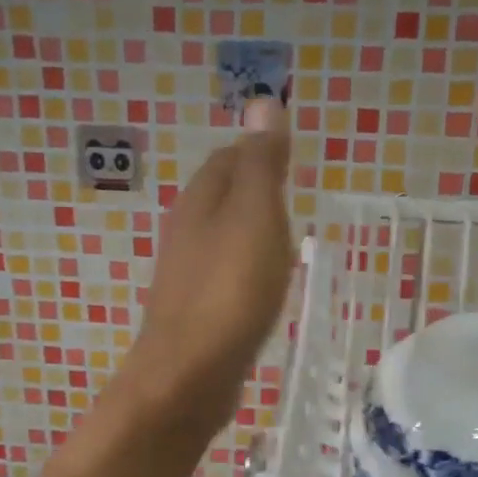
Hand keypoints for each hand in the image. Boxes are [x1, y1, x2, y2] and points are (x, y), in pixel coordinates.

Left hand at [117, 97, 293, 438]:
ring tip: (283, 234)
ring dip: (247, 230)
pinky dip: (244, 268)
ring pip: (220, 238)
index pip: (227, 160)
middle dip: (251, 189)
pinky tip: (261, 284)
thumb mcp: (255, 217)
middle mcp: (186, 234)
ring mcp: (187, 277)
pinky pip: (223, 276)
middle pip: (219, 198)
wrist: (189, 374)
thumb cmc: (228, 290)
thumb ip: (261, 165)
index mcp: (199, 203)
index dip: (255, 151)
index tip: (287, 154)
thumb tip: (262, 101)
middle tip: (291, 192)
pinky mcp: (195, 314)